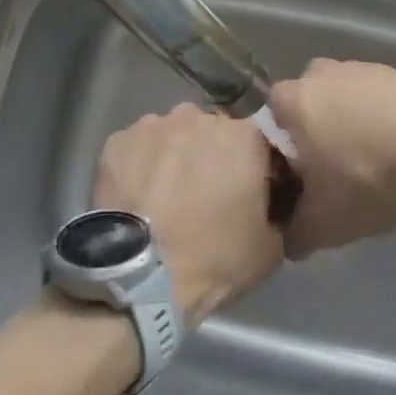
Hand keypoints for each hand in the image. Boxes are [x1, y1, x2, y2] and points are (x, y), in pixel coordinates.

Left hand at [93, 103, 283, 323]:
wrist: (141, 277)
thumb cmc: (214, 259)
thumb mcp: (270, 249)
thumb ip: (277, 212)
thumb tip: (269, 205)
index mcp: (243, 136)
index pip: (256, 140)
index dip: (252, 164)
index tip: (246, 189)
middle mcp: (198, 117)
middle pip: (211, 131)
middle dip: (210, 155)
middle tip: (204, 194)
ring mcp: (154, 125)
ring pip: (171, 135)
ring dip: (173, 157)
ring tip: (165, 196)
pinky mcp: (117, 140)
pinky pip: (136, 148)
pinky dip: (139, 166)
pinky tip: (137, 197)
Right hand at [268, 59, 395, 259]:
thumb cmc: (368, 178)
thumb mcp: (325, 224)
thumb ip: (296, 234)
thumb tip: (288, 241)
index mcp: (290, 100)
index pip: (270, 123)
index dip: (283, 153)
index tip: (302, 179)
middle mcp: (316, 74)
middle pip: (304, 108)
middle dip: (314, 135)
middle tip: (334, 172)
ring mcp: (355, 67)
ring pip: (338, 100)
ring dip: (346, 123)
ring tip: (370, 161)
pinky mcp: (389, 71)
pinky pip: (370, 96)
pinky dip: (376, 117)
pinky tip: (395, 146)